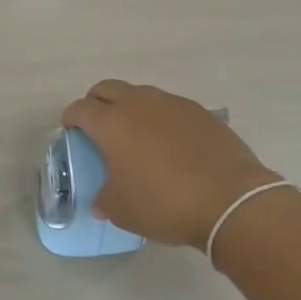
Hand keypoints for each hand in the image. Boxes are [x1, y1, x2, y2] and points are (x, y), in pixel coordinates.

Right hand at [61, 80, 283, 250]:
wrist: (229, 199)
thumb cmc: (164, 204)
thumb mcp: (121, 210)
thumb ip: (104, 198)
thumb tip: (101, 198)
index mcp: (112, 123)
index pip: (80, 109)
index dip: (71, 119)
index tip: (71, 131)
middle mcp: (139, 103)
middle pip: (107, 89)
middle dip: (97, 103)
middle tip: (98, 127)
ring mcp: (172, 103)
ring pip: (140, 94)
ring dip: (130, 107)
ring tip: (135, 135)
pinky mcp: (200, 111)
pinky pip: (169, 106)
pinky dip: (160, 118)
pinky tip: (168, 143)